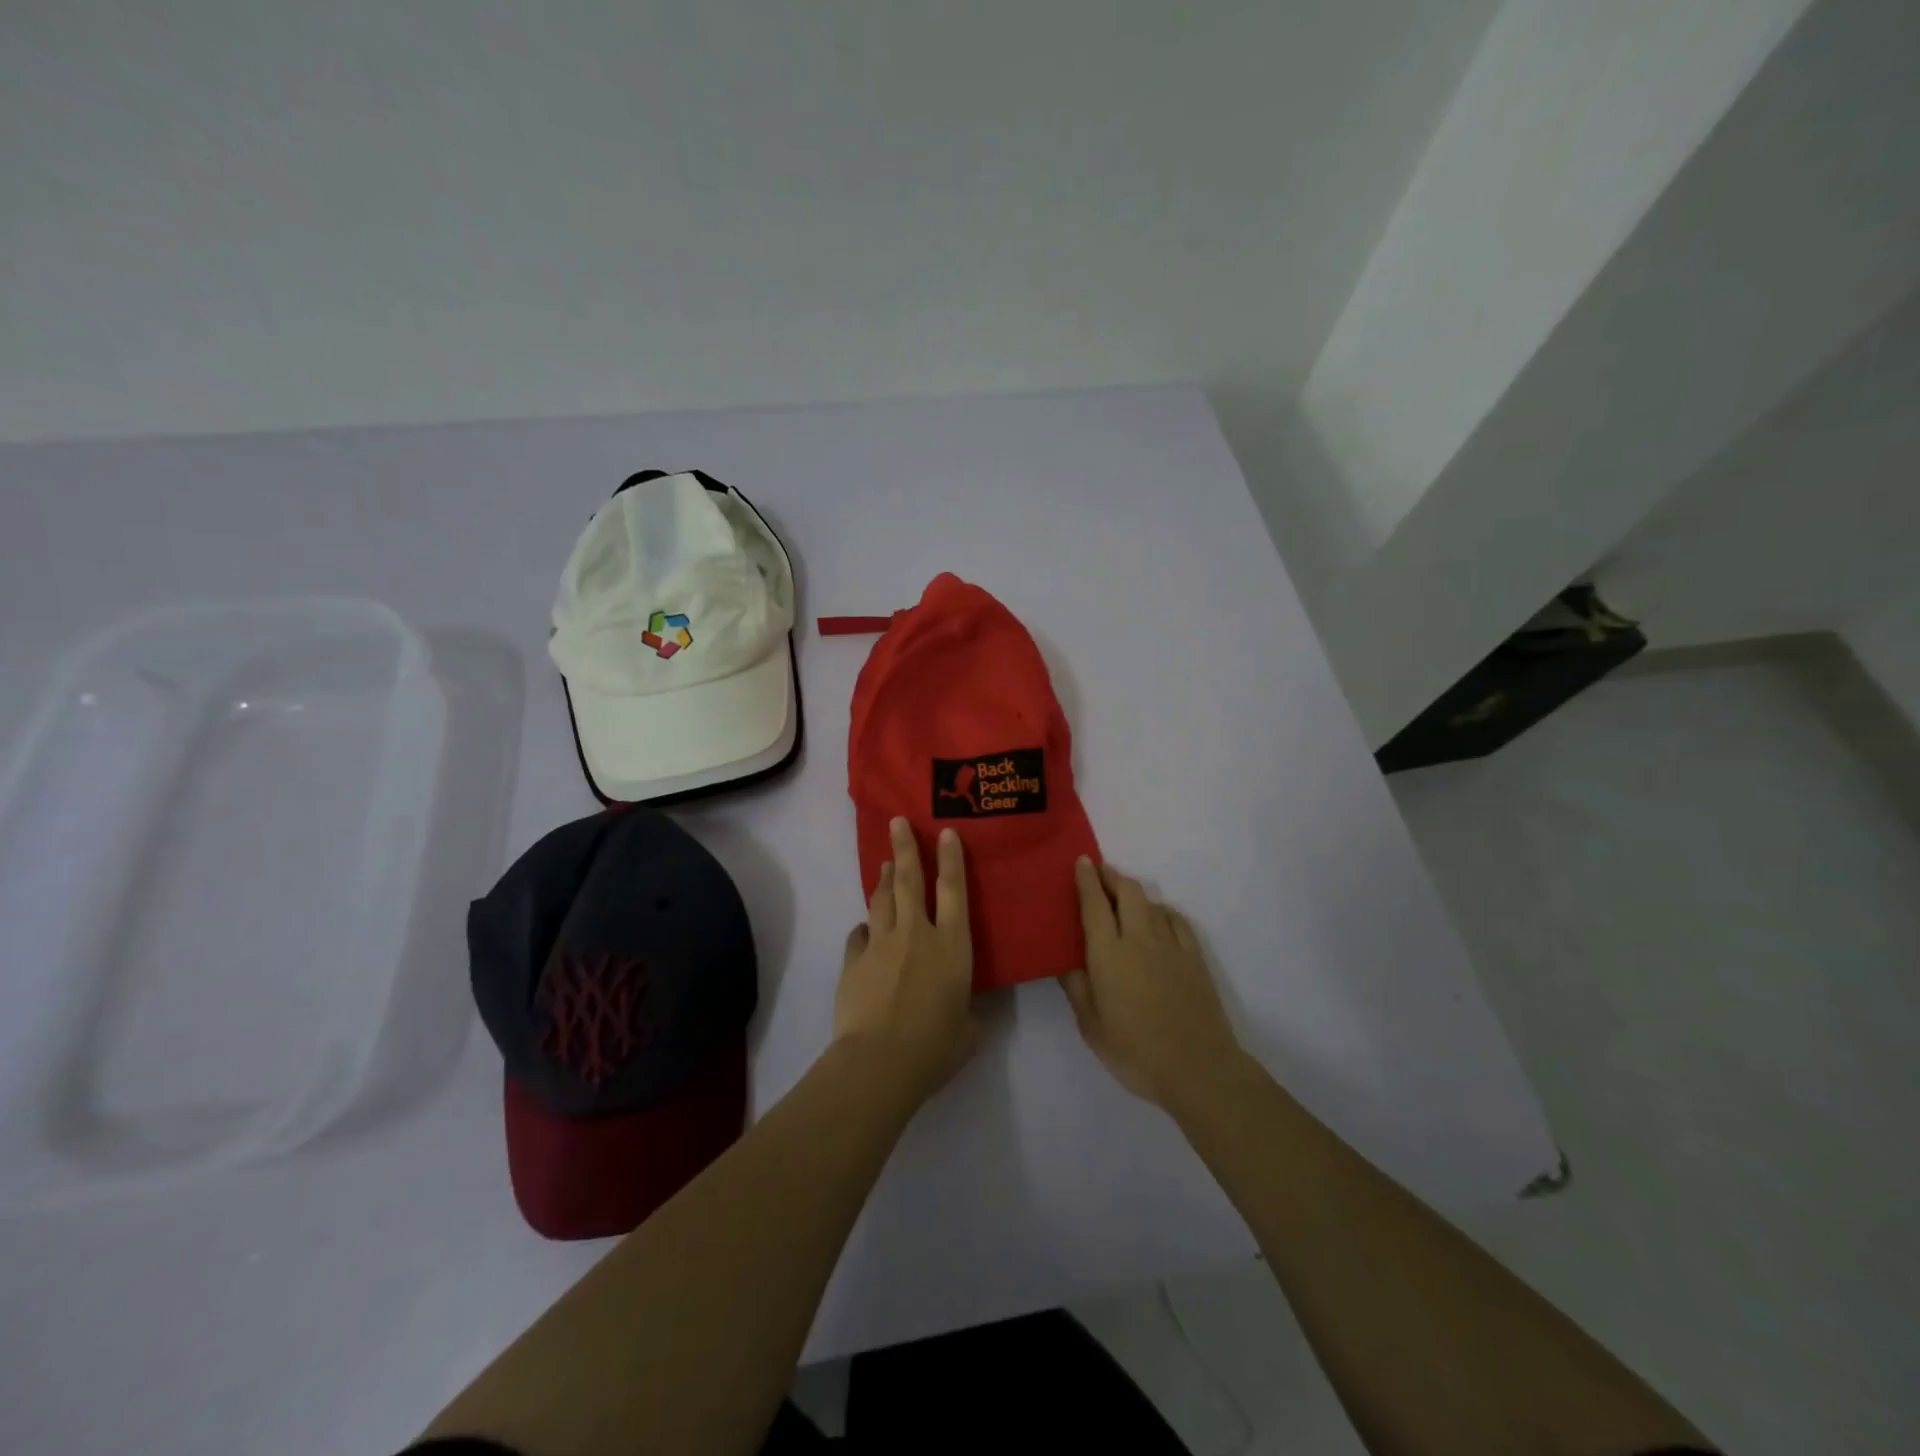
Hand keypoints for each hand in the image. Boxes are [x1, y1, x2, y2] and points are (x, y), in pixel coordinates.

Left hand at [834, 817, 983, 1105]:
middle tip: (897, 822)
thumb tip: (967, 1009)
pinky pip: (859, 936)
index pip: (954, 891)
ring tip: (886, 865)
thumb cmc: (935, 1047)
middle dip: (905, 848)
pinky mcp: (854, 961)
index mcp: (951, 946)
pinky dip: (864, 929)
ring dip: (884, 879)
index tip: (946, 833)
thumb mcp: (969, 1030)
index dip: (951, 859)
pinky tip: (865, 929)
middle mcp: (916, 934)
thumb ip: (970, 1012)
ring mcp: (881, 944)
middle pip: (910, 881)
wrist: (878, 1062)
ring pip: (882, 900)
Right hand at [1061, 858, 1246, 1108]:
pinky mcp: (1194, 957)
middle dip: (1111, 876)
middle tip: (1099, 873)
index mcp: (1109, 953)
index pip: (1095, 904)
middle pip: (1127, 892)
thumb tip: (1065, 961)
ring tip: (1123, 898)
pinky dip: (1162, 910)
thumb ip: (1077, 988)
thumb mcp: (1091, 1026)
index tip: (1082, 861)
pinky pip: (1176, 920)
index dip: (1087, 879)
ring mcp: (1171, 945)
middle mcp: (1139, 939)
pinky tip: (1158, 918)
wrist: (1198, 1069)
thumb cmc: (1135, 1051)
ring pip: (1151, 902)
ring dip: (1134, 893)